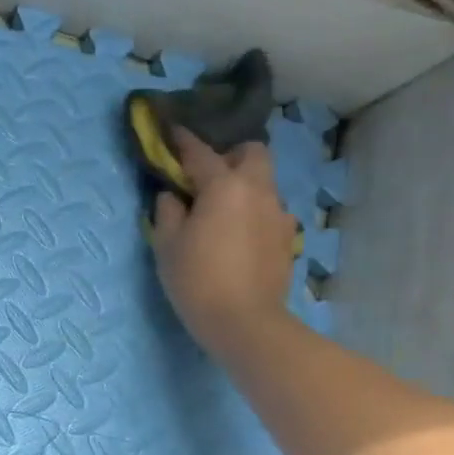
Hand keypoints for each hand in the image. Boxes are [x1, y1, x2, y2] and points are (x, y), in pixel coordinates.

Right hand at [150, 128, 296, 353]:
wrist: (244, 322)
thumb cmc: (197, 279)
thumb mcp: (167, 245)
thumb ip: (168, 211)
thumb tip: (173, 196)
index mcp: (224, 186)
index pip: (201, 153)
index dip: (183, 141)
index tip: (171, 132)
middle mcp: (257, 191)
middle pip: (252, 153)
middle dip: (230, 155)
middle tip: (206, 176)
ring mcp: (278, 214)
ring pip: (264, 183)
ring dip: (244, 186)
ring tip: (221, 211)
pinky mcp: (286, 238)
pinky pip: (269, 212)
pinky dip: (253, 213)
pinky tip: (238, 236)